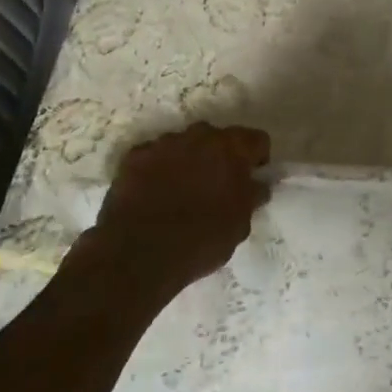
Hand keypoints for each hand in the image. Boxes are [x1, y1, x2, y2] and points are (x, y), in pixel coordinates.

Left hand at [78, 122, 271, 293]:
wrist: (139, 255)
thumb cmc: (201, 240)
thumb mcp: (240, 225)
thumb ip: (251, 196)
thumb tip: (256, 185)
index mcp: (232, 149)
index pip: (257, 139)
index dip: (257, 158)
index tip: (251, 178)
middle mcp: (199, 136)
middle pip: (217, 137)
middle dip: (220, 155)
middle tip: (216, 185)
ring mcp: (163, 144)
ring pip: (184, 144)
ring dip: (188, 160)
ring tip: (181, 191)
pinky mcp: (134, 157)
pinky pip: (154, 156)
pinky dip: (157, 169)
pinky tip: (154, 194)